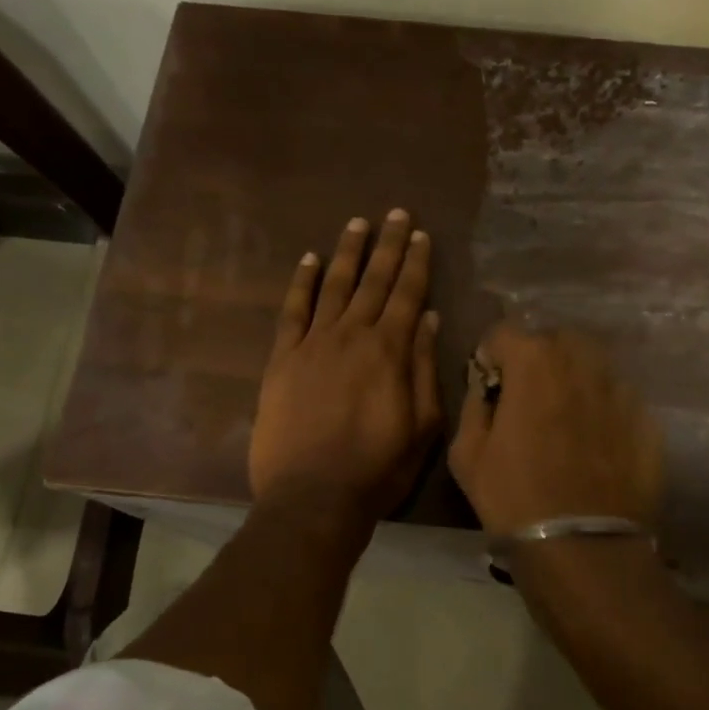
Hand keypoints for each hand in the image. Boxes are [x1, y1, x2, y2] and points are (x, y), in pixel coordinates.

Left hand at [249, 209, 441, 526]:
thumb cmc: (377, 468)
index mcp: (390, 350)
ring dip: (347, 252)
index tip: (421, 234)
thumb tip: (427, 318)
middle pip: (373, 280)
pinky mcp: (282, 358)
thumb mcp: (422, 425)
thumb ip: (424, 367)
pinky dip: (302, 282)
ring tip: (358, 224)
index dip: (415, 263)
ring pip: (334, 286)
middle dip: (387, 245)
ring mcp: (313, 343)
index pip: (406, 294)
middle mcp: (352, 335)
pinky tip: (310, 260)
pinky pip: (293, 310)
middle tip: (396, 213)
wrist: (312, 496)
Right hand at [449, 324, 663, 535]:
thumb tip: (485, 386)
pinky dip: (601, 409)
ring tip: (564, 419)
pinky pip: (617, 398)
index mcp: (534, 361)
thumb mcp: (466, 453)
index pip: (504, 332)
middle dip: (536, 361)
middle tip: (528, 399)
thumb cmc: (513, 498)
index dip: (492, 356)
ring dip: (572, 380)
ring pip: (590, 366)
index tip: (491, 386)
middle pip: (554, 341)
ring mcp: (620, 389)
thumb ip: (474, 404)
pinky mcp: (647, 419)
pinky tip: (594, 445)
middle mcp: (581, 361)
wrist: (583, 548)